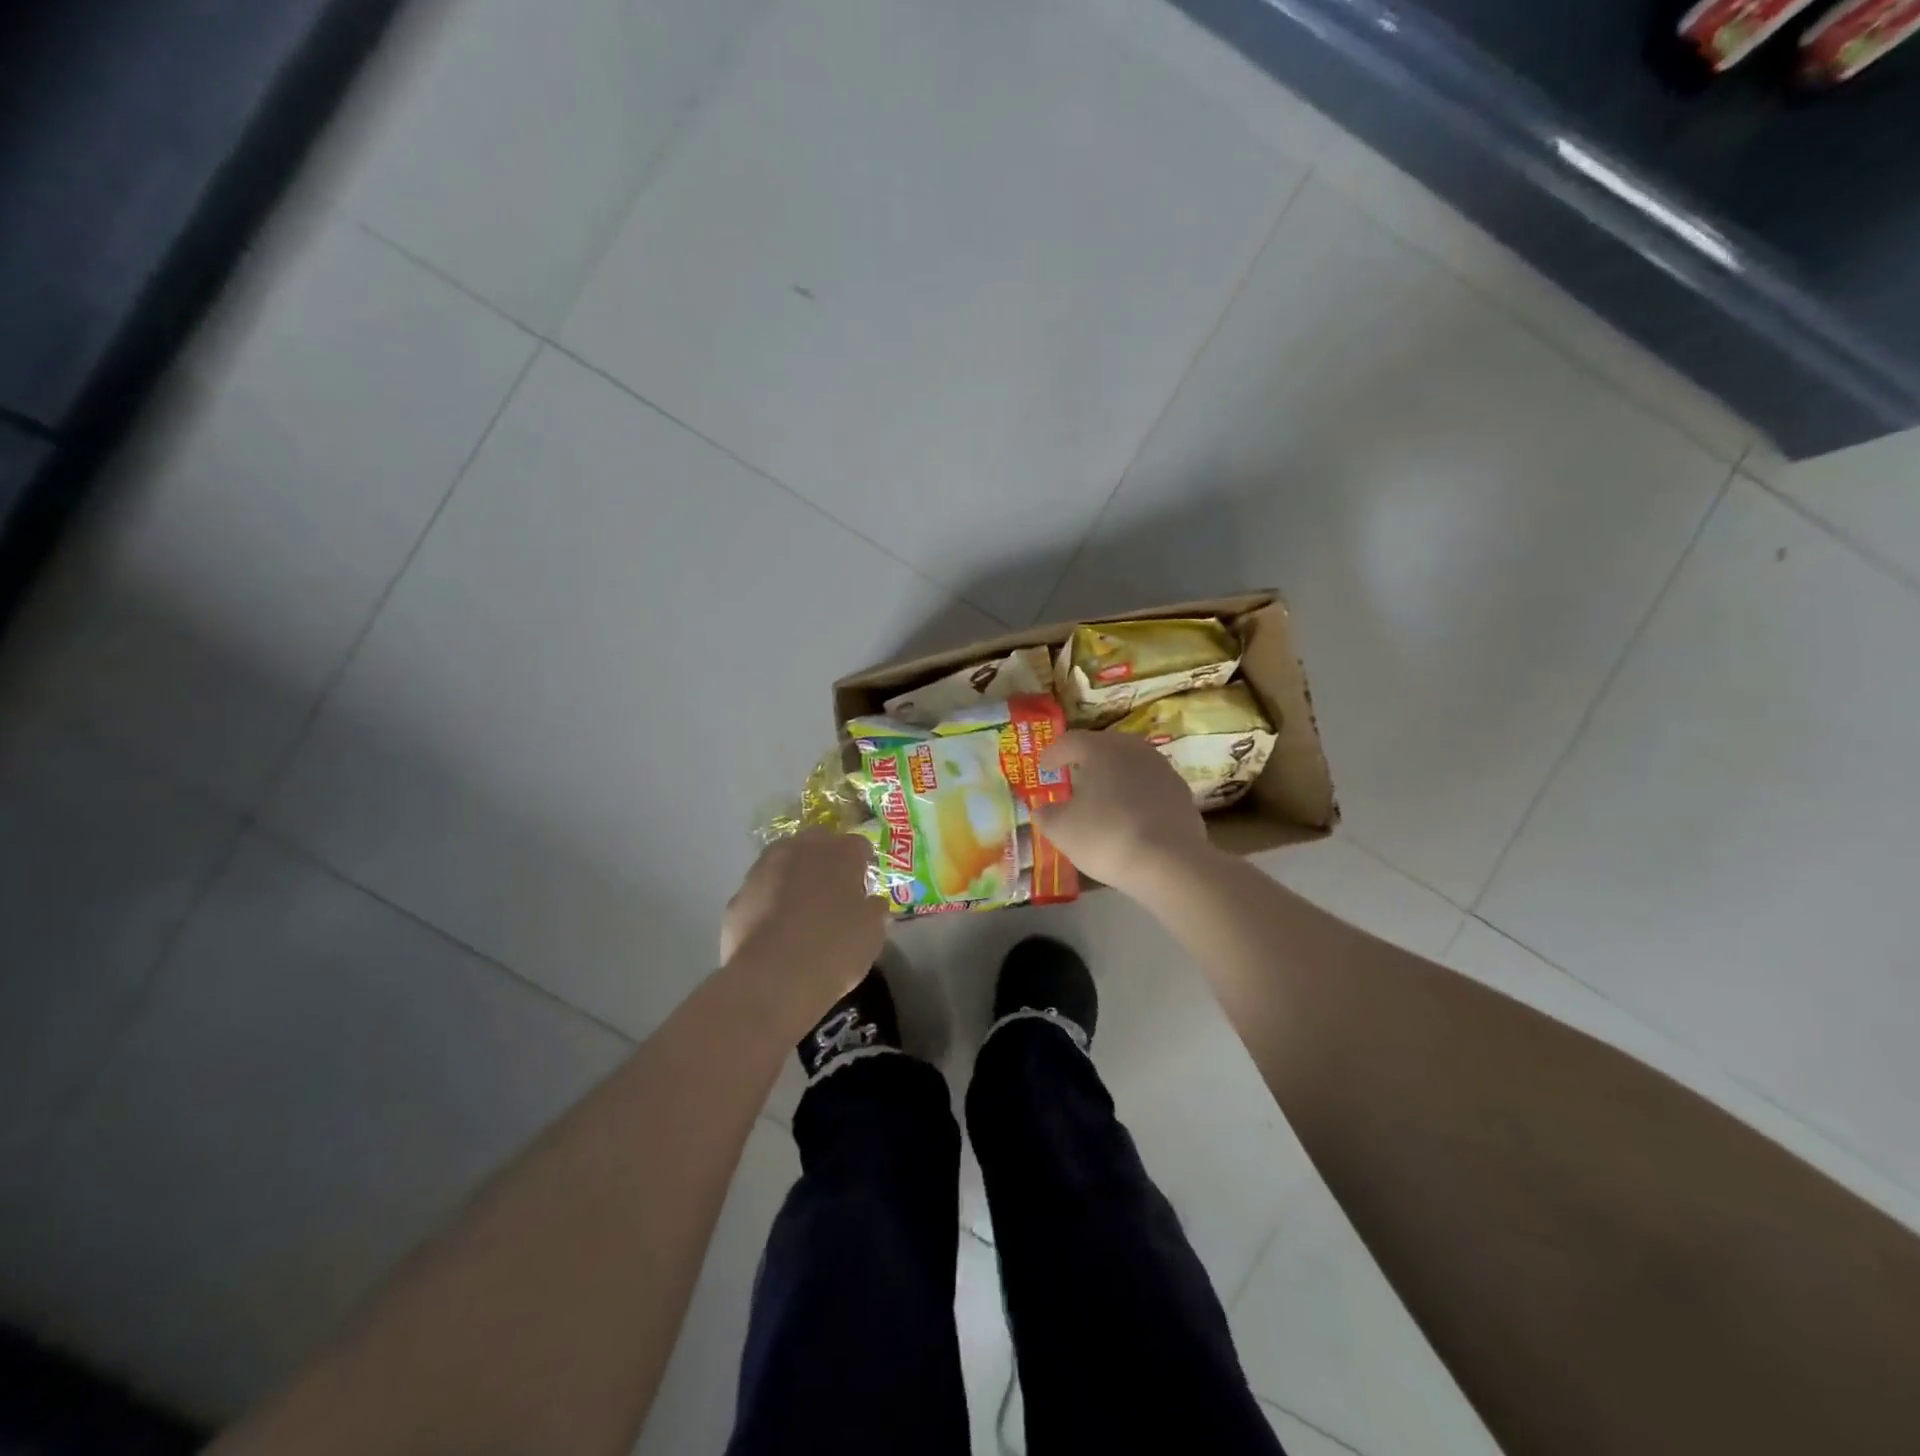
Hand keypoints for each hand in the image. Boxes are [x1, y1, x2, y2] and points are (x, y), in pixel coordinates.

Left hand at [721, 830, 886, 1004]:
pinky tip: (774, 930)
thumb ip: (873, 910)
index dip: (862, 866)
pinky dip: (768, 902)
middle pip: (817, 843)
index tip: (863, 888)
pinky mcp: (738, 895)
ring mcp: (764, 869)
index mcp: (840, 853)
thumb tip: (871, 904)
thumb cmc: (836, 948)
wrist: (774, 977)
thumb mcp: (872, 933)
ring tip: (799, 910)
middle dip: (825, 861)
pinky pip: (761, 891)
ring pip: (783, 862)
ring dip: (793, 877)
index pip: (858, 845)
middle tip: (832, 892)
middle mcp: (801, 849)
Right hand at [1034, 730, 1212, 895]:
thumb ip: (1047, 815)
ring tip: (1102, 794)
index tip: (1043, 766)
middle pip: (1104, 746)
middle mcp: (1134, 750)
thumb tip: (1043, 810)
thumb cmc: (1107, 836)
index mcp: (1101, 749)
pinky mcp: (1182, 794)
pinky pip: (1150, 786)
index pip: (1071, 741)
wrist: (1171, 863)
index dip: (1054, 753)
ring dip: (1114, 775)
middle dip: (1087, 759)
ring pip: (1131, 764)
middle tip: (1073, 774)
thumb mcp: (1062, 830)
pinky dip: (1136, 794)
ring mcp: (1162, 770)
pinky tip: (1129, 814)